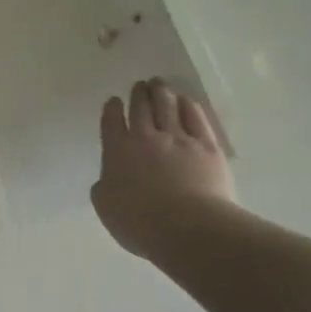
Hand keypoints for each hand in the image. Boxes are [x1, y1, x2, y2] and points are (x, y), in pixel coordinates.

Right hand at [91, 79, 235, 261]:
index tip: (115, 101)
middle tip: (140, 85)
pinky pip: (196, 119)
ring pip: (167, 106)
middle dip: (139, 94)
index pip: (112, 121)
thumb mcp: (106, 209)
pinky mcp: (206, 147)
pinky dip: (189, 106)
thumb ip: (103, 188)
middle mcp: (146, 137)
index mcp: (117, 151)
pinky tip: (186, 100)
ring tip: (159, 83)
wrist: (189, 228)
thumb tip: (107, 179)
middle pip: (141, 108)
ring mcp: (178, 139)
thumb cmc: (141, 223)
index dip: (112, 109)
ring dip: (161, 92)